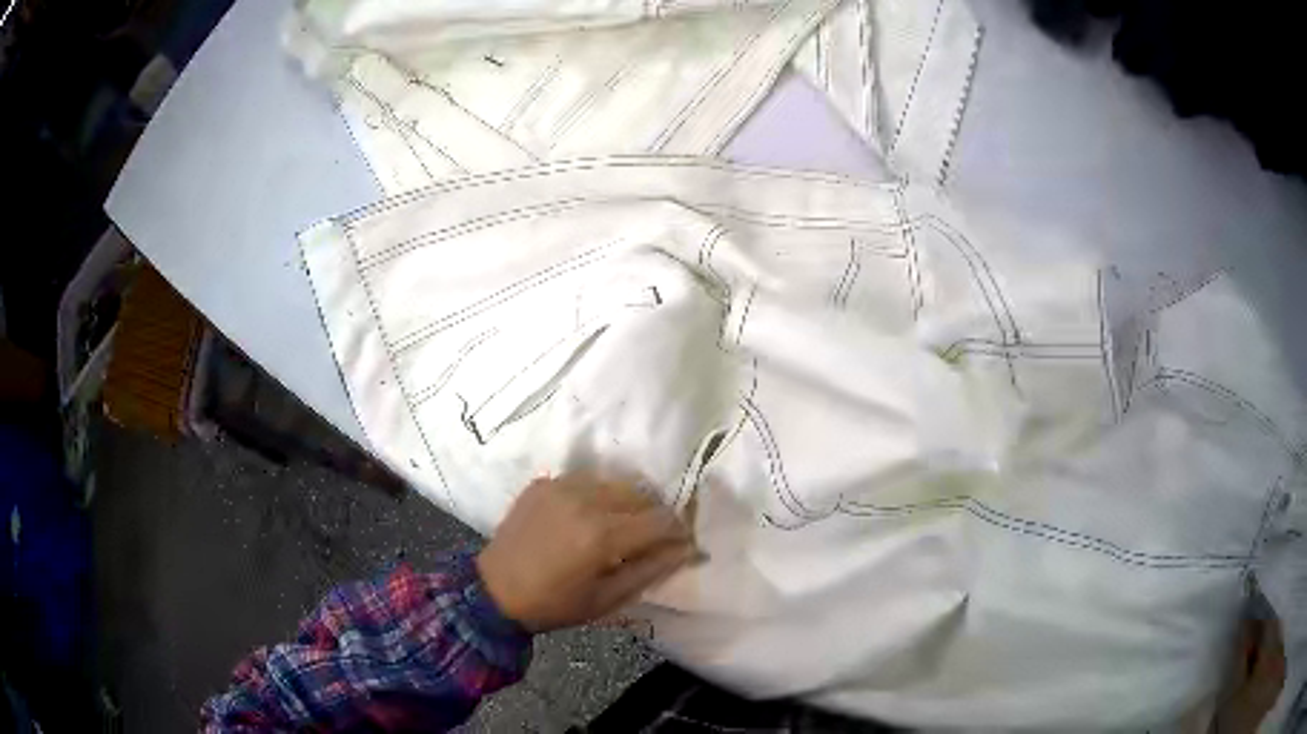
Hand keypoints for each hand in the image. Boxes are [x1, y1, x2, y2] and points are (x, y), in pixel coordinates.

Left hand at [476, 473, 695, 632]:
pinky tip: (588, 518)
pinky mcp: (544, 482)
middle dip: (655, 515)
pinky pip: (587, 480)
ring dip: (628, 502)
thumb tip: (688, 550)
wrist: (494, 591)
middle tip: (652, 539)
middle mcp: (585, 500)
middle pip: (642, 494)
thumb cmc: (554, 604)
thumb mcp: (608, 599)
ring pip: (616, 482)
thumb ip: (652, 570)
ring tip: (620, 528)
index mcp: (603, 535)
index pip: (661, 519)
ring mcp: (562, 486)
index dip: (679, 531)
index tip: (683, 544)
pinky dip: (598, 495)